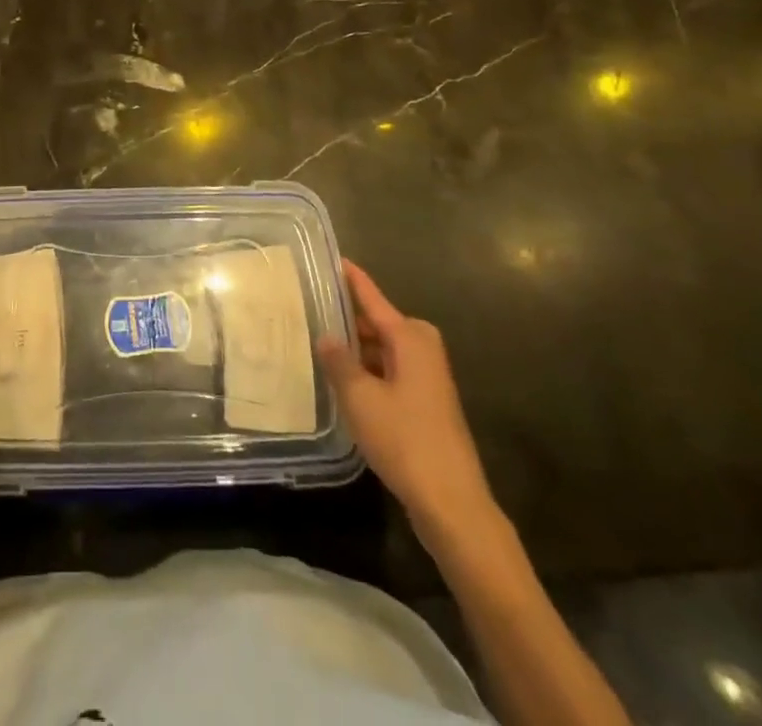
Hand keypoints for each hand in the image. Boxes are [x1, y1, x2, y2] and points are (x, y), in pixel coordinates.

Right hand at [319, 262, 498, 550]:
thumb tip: (326, 335)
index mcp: (410, 338)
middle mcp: (422, 350)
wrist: (452, 503)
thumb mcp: (360, 398)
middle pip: (378, 323)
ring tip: (318, 345)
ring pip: (384, 350)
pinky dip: (369, 371)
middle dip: (348, 319)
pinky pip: (390, 371)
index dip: (352, 279)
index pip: (373, 298)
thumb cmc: (405, 440)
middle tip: (310, 310)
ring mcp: (428, 378)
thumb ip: (340, 362)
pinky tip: (344, 383)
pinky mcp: (427, 404)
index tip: (334, 258)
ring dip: (357, 350)